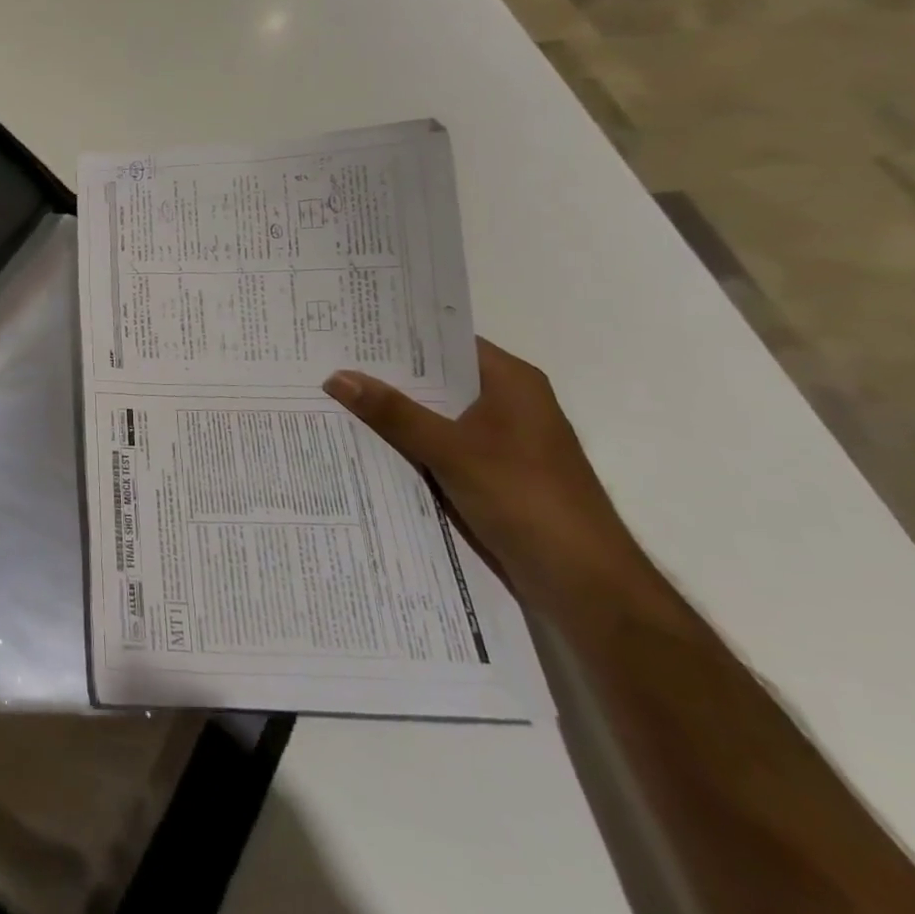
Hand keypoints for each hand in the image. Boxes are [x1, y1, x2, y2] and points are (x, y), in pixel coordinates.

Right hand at [324, 339, 646, 616]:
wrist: (586, 586)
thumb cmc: (526, 500)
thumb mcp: (451, 450)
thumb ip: (394, 413)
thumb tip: (337, 376)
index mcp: (511, 382)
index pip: (445, 341)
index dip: (398, 334)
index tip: (348, 328)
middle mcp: (508, 403)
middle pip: (437, 378)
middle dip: (386, 374)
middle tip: (328, 360)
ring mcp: (501, 441)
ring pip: (435, 415)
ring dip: (394, 412)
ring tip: (333, 396)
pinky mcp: (493, 475)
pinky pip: (440, 446)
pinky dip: (408, 443)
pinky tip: (365, 443)